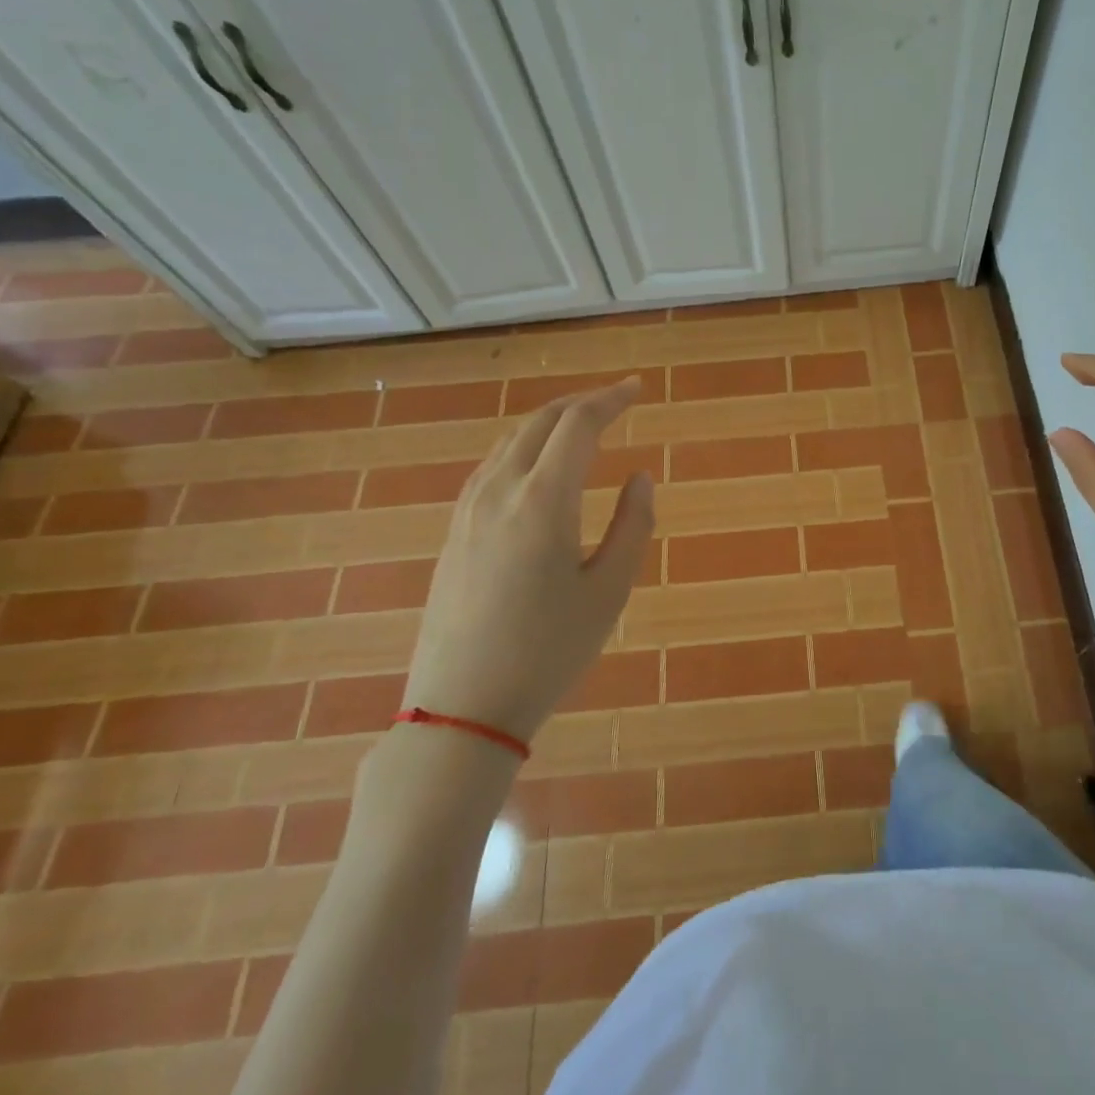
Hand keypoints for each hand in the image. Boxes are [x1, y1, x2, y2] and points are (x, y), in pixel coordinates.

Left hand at [402, 378, 655, 745]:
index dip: (610, 399)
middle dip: (581, 402)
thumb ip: (632, 525)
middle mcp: (500, 490)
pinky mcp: (454, 530)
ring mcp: (469, 509)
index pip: (578, 424)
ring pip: (511, 441)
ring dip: (550, 423)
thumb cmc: (548, 650)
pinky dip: (524, 448)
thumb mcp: (609, 591)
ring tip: (582, 427)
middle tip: (616, 401)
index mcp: (543, 500)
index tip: (637, 388)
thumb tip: (640, 477)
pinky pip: (492, 466)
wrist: (462, 706)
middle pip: (541, 422)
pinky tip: (537, 466)